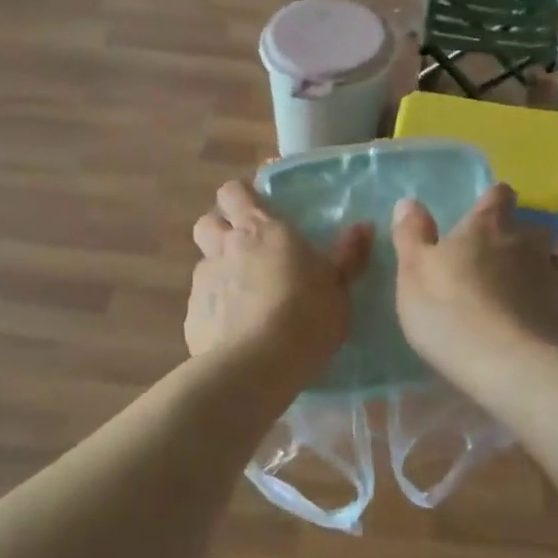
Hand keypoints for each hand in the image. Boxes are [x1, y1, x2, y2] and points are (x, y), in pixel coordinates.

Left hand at [187, 179, 372, 379]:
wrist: (259, 365)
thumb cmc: (307, 315)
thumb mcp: (338, 286)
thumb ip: (348, 255)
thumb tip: (364, 226)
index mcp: (261, 230)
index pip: (234, 192)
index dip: (241, 196)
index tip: (256, 206)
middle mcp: (225, 248)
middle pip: (208, 221)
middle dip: (221, 228)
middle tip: (247, 248)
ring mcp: (203, 283)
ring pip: (204, 263)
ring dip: (219, 271)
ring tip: (244, 295)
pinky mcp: (192, 317)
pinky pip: (202, 303)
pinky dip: (215, 309)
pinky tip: (234, 330)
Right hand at [392, 184, 557, 389]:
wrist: (507, 364)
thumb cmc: (449, 310)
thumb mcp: (413, 271)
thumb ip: (412, 234)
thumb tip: (409, 202)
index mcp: (488, 225)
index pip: (498, 195)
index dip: (491, 200)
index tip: (481, 211)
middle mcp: (525, 241)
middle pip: (529, 226)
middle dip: (515, 235)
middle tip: (492, 255)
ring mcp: (550, 276)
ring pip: (548, 258)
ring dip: (534, 265)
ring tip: (514, 285)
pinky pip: (553, 294)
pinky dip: (541, 298)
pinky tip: (526, 315)